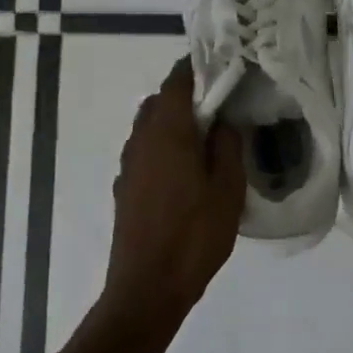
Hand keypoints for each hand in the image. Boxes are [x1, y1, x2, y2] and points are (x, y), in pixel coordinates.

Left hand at [104, 58, 246, 320]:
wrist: (147, 287)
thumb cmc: (194, 235)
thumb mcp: (227, 189)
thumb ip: (227, 146)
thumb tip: (222, 120)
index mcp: (166, 133)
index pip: (176, 81)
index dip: (196, 67)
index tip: (220, 65)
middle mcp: (140, 140)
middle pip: (159, 101)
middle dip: (185, 95)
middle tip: (219, 105)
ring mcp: (128, 165)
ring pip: (148, 126)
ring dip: (173, 121)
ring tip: (206, 137)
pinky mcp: (124, 187)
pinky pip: (144, 150)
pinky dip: (163, 145)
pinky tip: (186, 170)